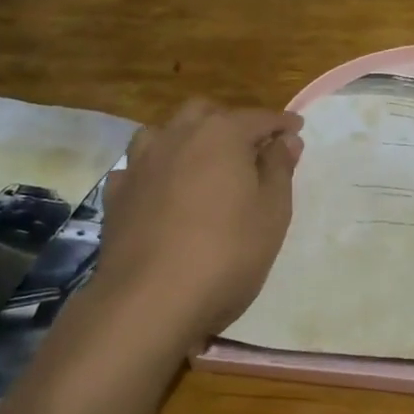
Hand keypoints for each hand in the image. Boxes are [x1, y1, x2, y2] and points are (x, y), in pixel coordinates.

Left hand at [91, 100, 303, 344]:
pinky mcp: (116, 194)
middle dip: (231, 122)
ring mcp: (140, 163)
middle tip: (250, 147)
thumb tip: (285, 139)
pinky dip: (155, 170)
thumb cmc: (227, 254)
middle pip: (206, 113)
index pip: (258, 118)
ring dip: (187, 137)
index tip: (296, 129)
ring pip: (165, 132)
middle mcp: (177, 136)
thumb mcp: (272, 213)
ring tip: (202, 161)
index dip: (280, 123)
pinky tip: (161, 189)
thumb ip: (279, 169)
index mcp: (221, 135)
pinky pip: (138, 167)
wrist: (150, 300)